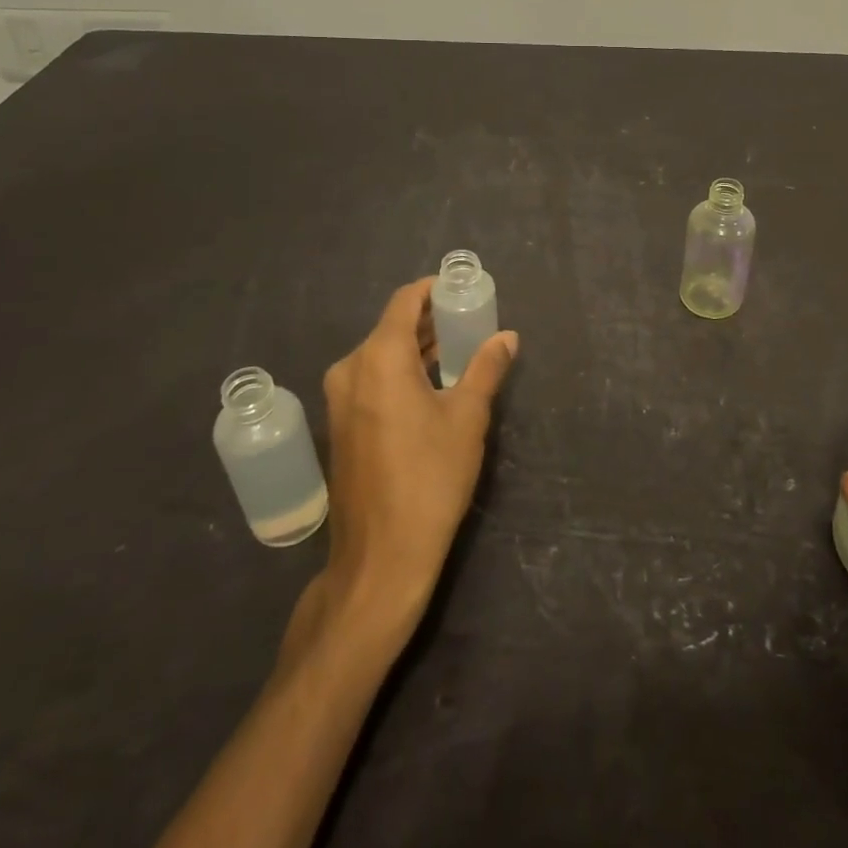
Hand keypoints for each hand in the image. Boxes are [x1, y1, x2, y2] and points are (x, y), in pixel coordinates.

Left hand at [291, 278, 517, 653]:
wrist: (381, 557)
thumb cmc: (430, 478)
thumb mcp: (468, 418)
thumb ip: (486, 368)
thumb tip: (507, 337)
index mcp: (379, 358)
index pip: (405, 301)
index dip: (434, 290)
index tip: (464, 291)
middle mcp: (351, 369)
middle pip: (392, 326)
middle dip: (431, 320)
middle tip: (471, 321)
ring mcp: (339, 399)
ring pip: (382, 354)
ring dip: (418, 347)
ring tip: (460, 350)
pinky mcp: (340, 425)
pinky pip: (372, 379)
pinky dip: (402, 371)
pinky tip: (432, 385)